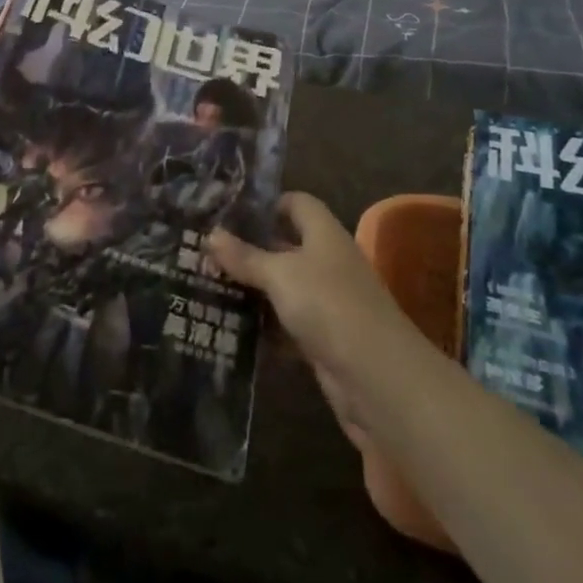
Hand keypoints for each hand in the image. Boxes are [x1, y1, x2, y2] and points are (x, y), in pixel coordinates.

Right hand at [207, 192, 412, 440]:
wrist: (378, 378)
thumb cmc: (329, 306)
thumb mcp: (280, 274)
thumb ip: (245, 256)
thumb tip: (211, 234)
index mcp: (324, 235)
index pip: (296, 204)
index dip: (266, 203)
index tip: (227, 211)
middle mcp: (327, 263)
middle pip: (285, 246)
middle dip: (248, 249)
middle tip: (204, 250)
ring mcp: (326, 302)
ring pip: (282, 287)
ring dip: (251, 289)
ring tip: (206, 284)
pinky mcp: (321, 338)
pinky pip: (285, 322)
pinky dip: (263, 324)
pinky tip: (229, 325)